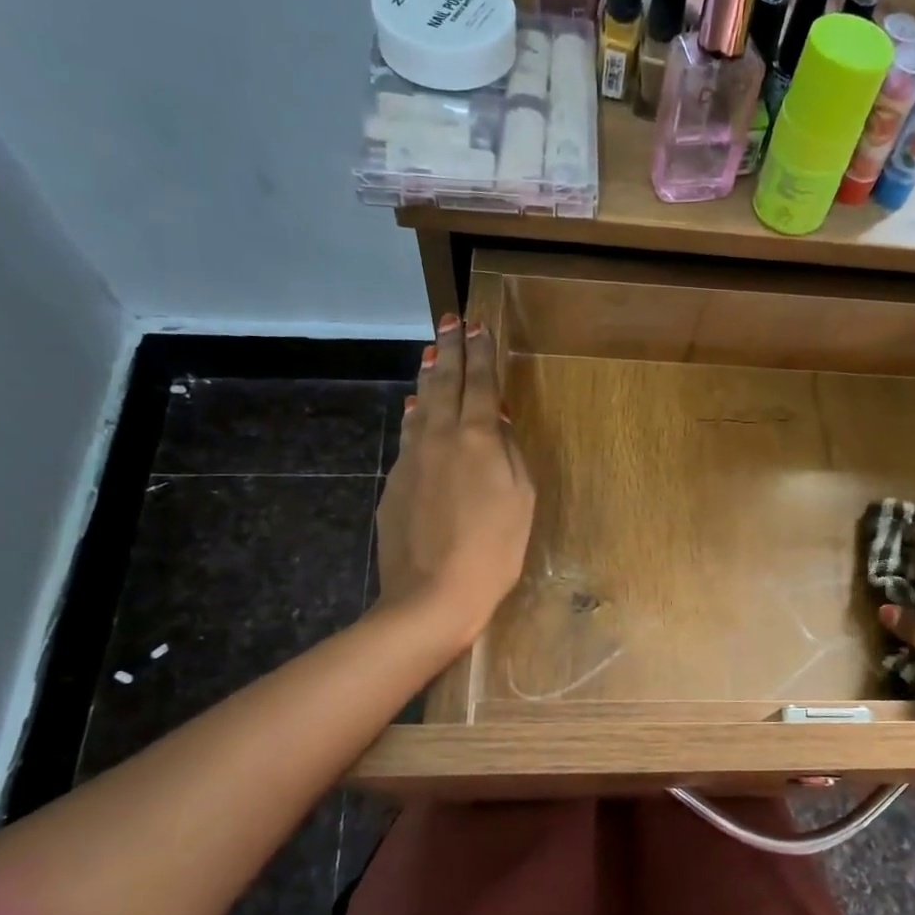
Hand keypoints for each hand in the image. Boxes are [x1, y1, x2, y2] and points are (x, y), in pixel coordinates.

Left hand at [376, 314, 534, 650]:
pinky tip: (417, 411)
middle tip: (450, 320)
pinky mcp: (394, 483)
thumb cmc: (494, 550)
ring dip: (428, 377)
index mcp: (477, 439)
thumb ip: (509, 453)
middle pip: (444, 383)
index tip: (479, 325)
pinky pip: (409, 437)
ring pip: (420, 406)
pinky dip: (416, 416)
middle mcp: (439, 438)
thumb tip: (494, 421)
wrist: (432, 594)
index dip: (481, 353)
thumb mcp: (521, 499)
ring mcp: (411, 459)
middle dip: (450, 349)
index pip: (480, 383)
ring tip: (431, 354)